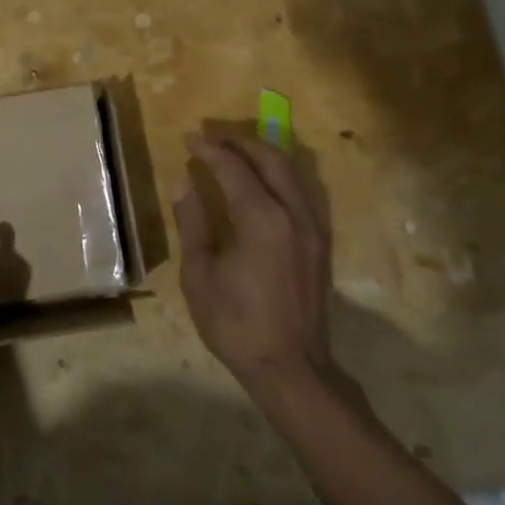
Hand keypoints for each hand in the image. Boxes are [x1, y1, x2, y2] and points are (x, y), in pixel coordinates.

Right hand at [175, 134, 333, 394]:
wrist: (291, 368)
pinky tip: (266, 181)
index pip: (234, 168)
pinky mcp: (320, 242)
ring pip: (292, 171)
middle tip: (213, 137)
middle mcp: (293, 213)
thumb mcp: (200, 274)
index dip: (210, 149)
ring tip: (237, 151)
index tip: (190, 138)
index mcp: (261, 219)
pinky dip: (282, 173)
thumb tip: (184, 182)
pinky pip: (303, 190)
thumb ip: (193, 222)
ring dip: (264, 154)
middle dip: (240, 142)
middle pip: (270, 159)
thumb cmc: (236, 323)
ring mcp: (312, 227)